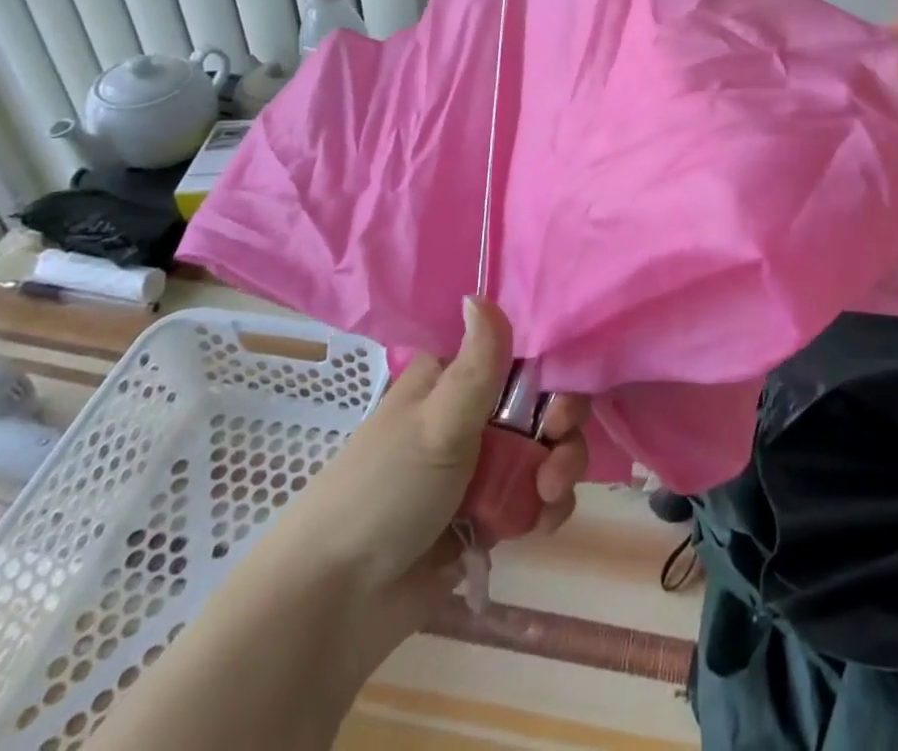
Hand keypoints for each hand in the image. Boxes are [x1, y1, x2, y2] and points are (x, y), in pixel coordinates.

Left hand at [252, 297, 588, 660]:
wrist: (335, 607)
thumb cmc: (385, 493)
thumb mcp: (436, 421)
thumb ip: (477, 362)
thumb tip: (479, 291)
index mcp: (454, 380)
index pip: (520, 355)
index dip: (551, 371)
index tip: (556, 399)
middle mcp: (471, 415)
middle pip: (542, 404)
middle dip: (562, 427)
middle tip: (555, 449)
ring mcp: (480, 467)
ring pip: (546, 451)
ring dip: (559, 470)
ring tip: (546, 498)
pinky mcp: (487, 515)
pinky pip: (537, 497)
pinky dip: (546, 507)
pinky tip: (539, 524)